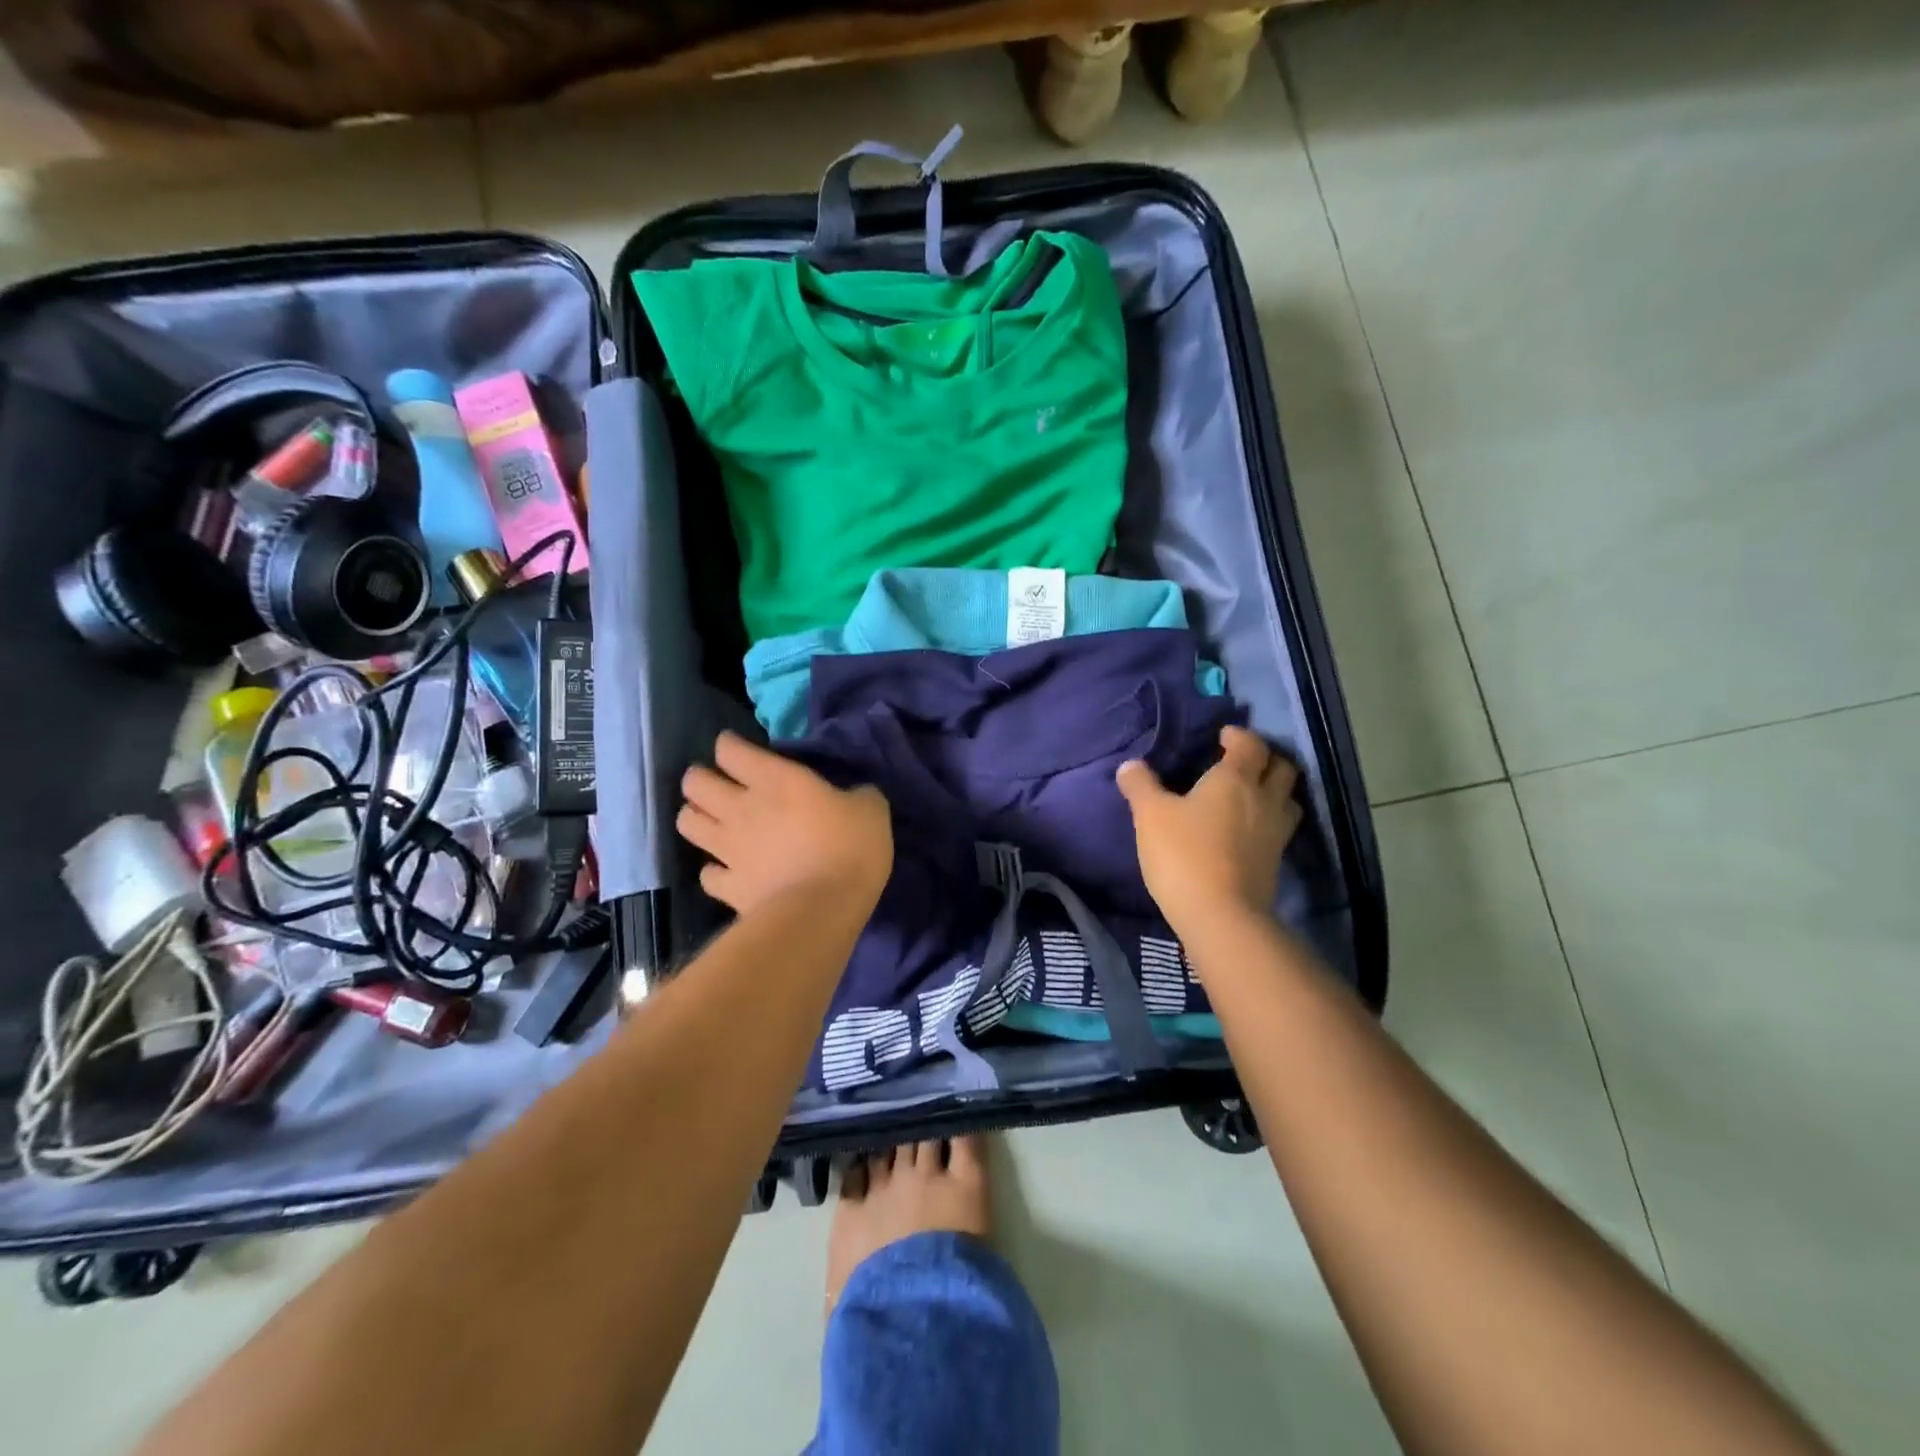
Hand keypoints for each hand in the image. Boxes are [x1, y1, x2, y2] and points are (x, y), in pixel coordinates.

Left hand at [677, 731, 892, 916]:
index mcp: (774, 780)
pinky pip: (706, 875)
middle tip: (719, 785)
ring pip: (687, 823)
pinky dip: (714, 871)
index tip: (739, 750)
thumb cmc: (849, 849)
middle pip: (695, 783)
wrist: (822, 911)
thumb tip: (855, 795)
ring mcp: (728, 850)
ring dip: (696, 818)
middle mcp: (741, 808)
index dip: (729, 746)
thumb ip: (857, 795)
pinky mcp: (728, 887)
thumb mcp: (871, 810)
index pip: (730, 750)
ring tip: (713, 823)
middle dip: (700, 779)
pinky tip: (728, 871)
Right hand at [1115, 726, 1300, 938]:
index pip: (1251, 744)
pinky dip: (1268, 821)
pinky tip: (1248, 831)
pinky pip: (1279, 829)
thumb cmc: (1184, 854)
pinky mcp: (1275, 862)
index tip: (1222, 736)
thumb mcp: (1150, 815)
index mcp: (1235, 780)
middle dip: (1265, 759)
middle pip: (1282, 768)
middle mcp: (1264, 800)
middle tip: (1241, 762)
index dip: (1239, 736)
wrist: (1220, 916)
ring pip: (1288, 799)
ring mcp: (1276, 833)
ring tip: (1250, 795)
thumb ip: (1140, 786)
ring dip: (1274, 790)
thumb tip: (1130, 765)